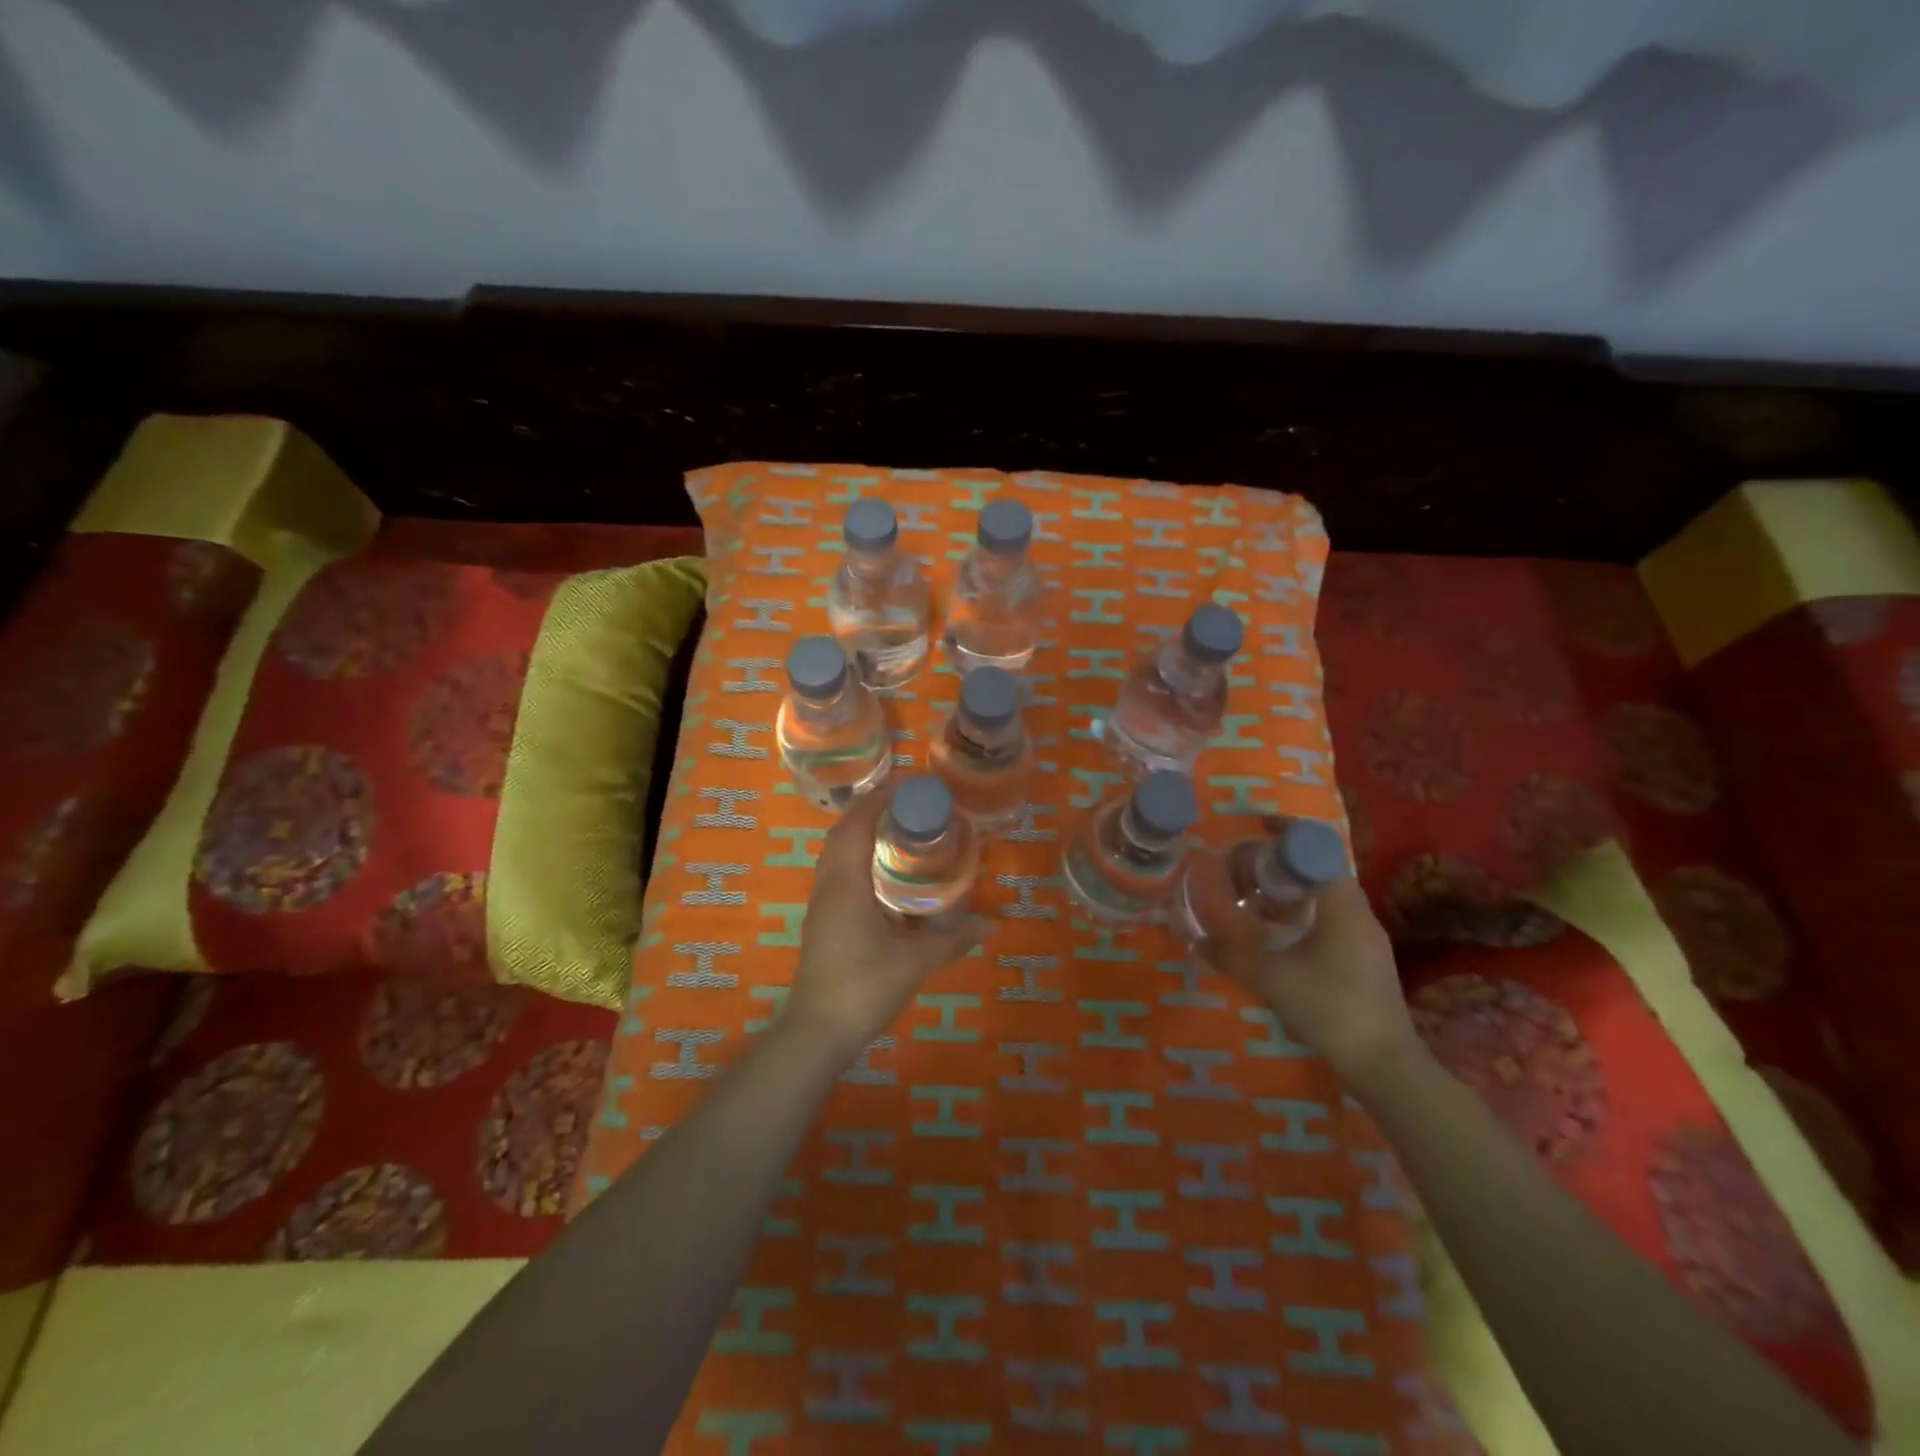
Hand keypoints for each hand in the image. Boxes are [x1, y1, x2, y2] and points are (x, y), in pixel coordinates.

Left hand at [785, 783, 987, 1059]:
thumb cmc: (863, 989)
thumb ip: (953, 940)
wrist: (817, 1032)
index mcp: (846, 883)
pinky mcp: (822, 921)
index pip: (857, 825)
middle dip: (871, 810)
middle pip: (843, 832)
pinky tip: (884, 872)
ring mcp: (821, 904)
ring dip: (862, 832)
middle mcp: (828, 885)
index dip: (879, 798)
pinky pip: (838, 872)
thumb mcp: (914, 963)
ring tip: (898, 828)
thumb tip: (991, 924)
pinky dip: (858, 856)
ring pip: (836, 853)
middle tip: (909, 802)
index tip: (908, 783)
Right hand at [1196, 841, 1417, 1083]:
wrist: (1385, 1065)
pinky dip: (1302, 910)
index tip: (1255, 826)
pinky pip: (1330, 916)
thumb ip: (1232, 956)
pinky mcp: (1365, 957)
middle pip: (1320, 867)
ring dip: (1292, 887)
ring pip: (1325, 893)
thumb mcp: (1272, 980)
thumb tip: (1196, 940)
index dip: (1286, 831)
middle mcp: (1359, 912)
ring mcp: (1366, 936)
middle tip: (1244, 865)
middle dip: (1282, 859)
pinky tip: (1278, 932)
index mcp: (1342, 906)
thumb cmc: (1331, 1010)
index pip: (1317, 848)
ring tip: (1254, 894)